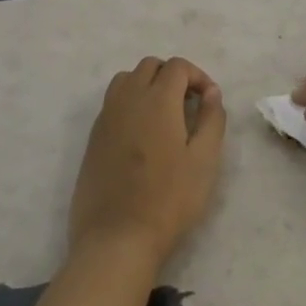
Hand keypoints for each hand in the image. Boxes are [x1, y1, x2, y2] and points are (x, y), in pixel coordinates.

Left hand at [70, 56, 226, 268]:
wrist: (116, 239)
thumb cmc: (168, 199)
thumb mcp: (205, 160)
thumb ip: (212, 118)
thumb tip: (211, 92)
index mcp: (157, 99)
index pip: (177, 66)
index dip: (198, 76)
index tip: (209, 101)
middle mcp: (128, 98)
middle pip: (150, 66)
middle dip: (172, 76)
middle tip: (189, 105)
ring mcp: (106, 117)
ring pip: (126, 80)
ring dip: (147, 85)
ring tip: (164, 116)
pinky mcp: (93, 138)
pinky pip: (112, 103)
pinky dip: (130, 104)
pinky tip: (141, 136)